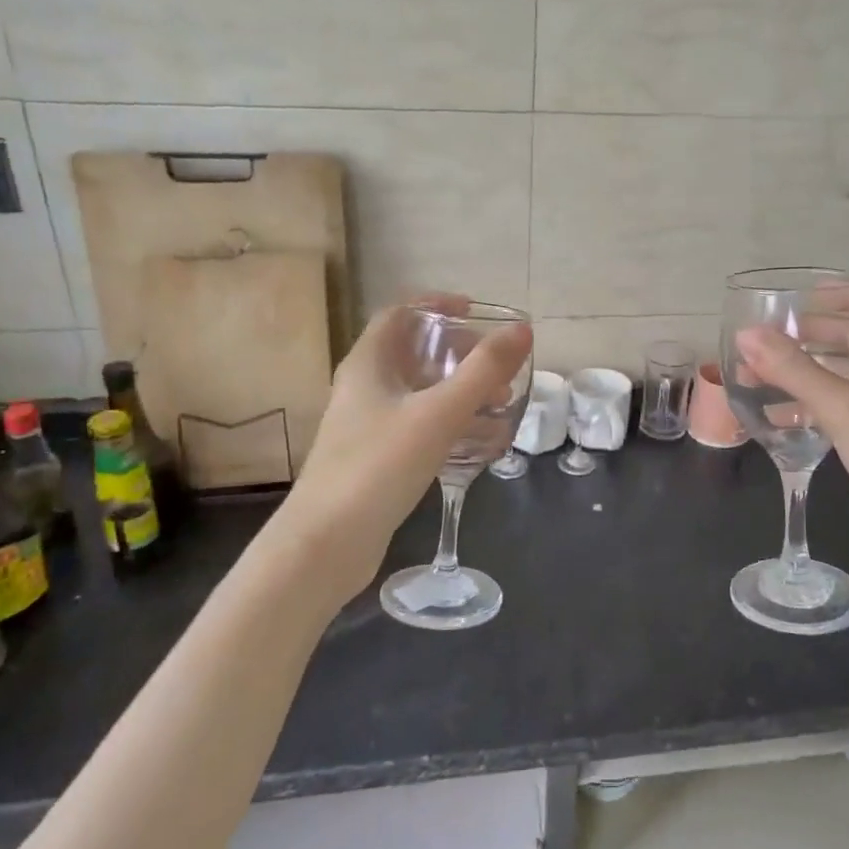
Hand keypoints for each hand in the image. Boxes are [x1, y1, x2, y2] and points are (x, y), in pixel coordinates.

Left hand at [270, 297, 532, 610]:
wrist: (326, 544)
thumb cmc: (379, 466)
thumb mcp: (438, 414)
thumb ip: (483, 371)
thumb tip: (522, 330)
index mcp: (368, 363)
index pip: (400, 312)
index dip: (436, 305)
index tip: (476, 312)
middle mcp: (363, 386)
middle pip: (413, 352)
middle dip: (458, 353)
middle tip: (496, 366)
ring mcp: (366, 424)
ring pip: (418, 391)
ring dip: (458, 390)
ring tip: (498, 403)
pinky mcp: (374, 458)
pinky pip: (417, 425)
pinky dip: (448, 422)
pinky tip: (477, 442)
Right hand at [735, 283, 848, 596]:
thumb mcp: (843, 407)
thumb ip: (794, 369)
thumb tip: (747, 334)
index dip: (844, 292)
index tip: (803, 295)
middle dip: (814, 332)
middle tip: (771, 336)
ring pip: (844, 378)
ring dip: (806, 371)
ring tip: (760, 374)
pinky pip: (840, 413)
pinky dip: (809, 408)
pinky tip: (777, 420)